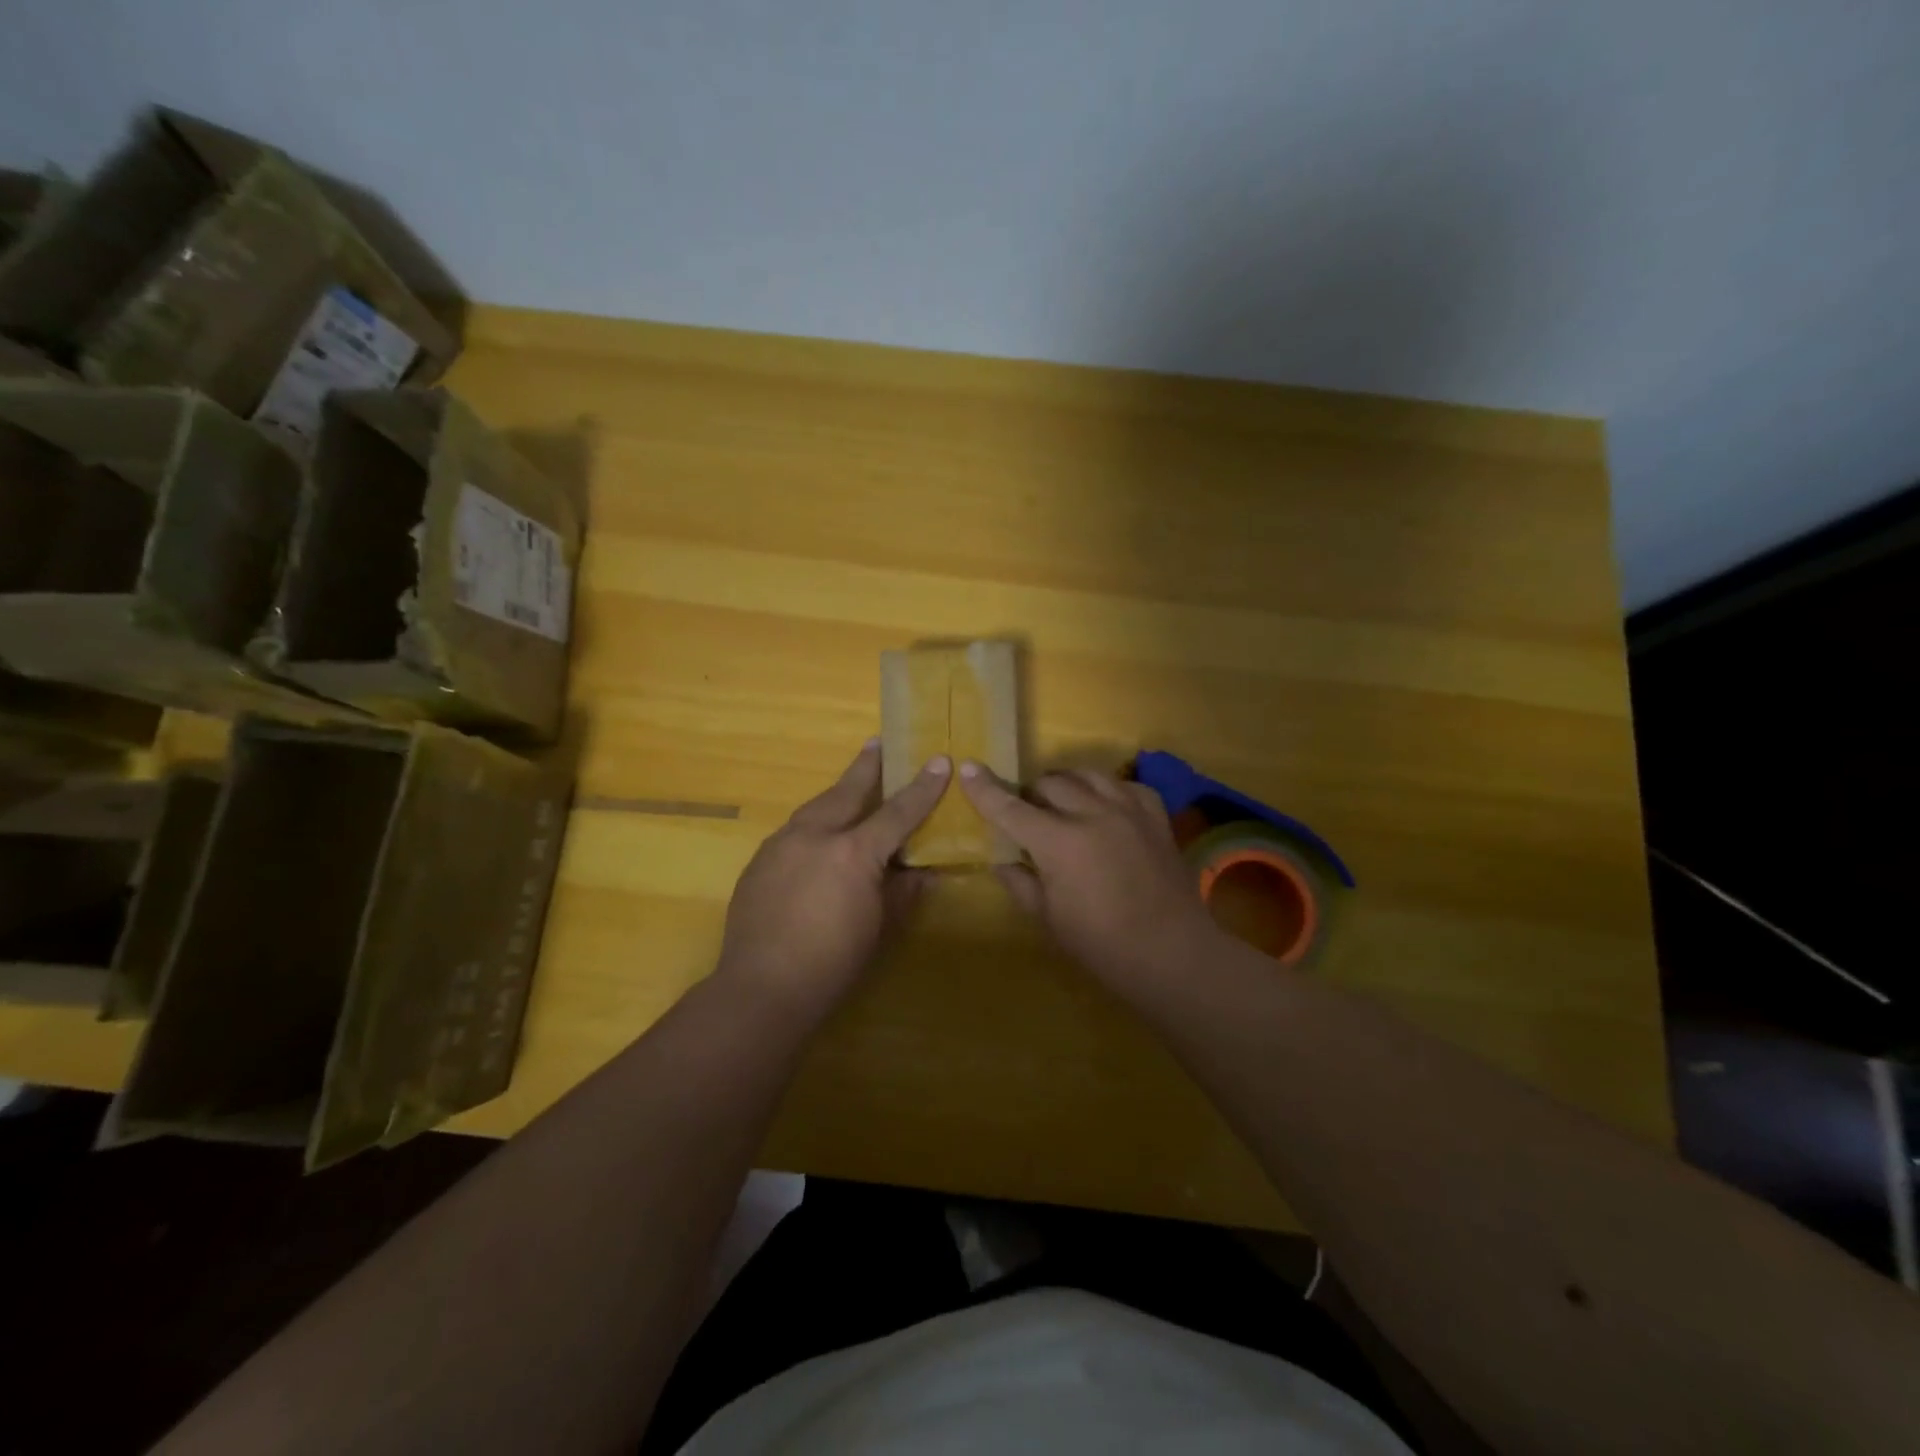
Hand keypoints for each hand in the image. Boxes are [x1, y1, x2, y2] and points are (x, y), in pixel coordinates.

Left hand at [717, 740, 950, 1014]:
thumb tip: (924, 873)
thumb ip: (902, 893)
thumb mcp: (879, 928)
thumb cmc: (832, 963)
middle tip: (878, 742)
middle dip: (866, 766)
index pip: (897, 811)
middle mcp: (815, 835)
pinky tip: (816, 838)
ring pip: (815, 807)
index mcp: (853, 852)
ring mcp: (781, 845)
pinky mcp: (759, 861)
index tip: (939, 761)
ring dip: (836, 794)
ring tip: (850, 786)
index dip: (922, 787)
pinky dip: (813, 825)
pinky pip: (793, 831)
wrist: (760, 988)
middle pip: (847, 791)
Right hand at [958, 762, 1225, 993]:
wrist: (1172, 953)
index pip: (1011, 807)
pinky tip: (1105, 807)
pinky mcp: (1155, 815)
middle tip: (1025, 813)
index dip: (985, 789)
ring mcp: (1128, 809)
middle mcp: (1092, 813)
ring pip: (1087, 774)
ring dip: (1066, 784)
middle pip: (1049, 783)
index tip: (968, 768)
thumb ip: (1020, 883)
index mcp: (1059, 842)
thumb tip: (1001, 861)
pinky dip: (1107, 791)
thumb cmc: (1102, 945)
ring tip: (1062, 802)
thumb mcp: (1049, 918)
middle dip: (1029, 793)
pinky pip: (1125, 785)